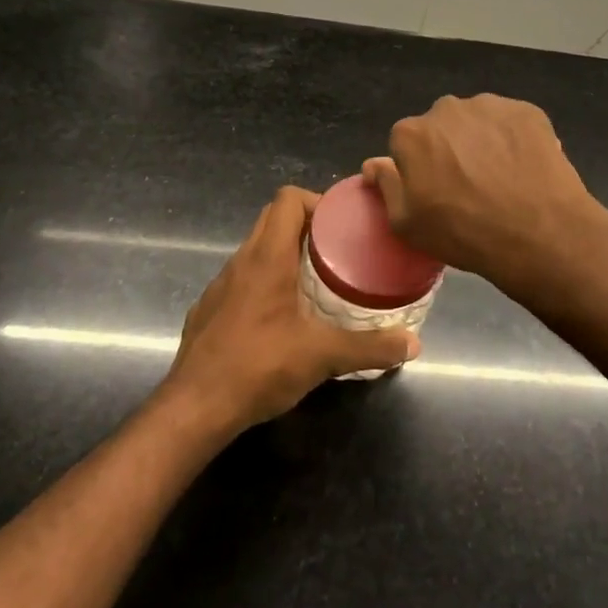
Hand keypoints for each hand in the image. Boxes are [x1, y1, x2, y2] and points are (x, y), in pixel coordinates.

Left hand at [163, 186, 420, 432]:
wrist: (194, 408)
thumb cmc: (259, 367)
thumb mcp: (323, 356)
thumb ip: (370, 347)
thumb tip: (413, 344)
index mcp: (267, 257)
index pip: (288, 199)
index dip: (317, 201)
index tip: (342, 224)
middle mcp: (240, 261)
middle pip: (272, 219)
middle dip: (306, 225)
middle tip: (338, 251)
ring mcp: (220, 286)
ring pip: (255, 250)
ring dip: (285, 254)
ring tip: (316, 281)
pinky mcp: (208, 310)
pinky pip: (242, 280)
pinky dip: (265, 282)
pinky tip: (282, 317)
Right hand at [363, 94, 603, 294]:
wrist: (539, 233)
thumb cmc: (463, 233)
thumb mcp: (407, 224)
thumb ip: (386, 186)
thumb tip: (373, 164)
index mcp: (412, 133)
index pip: (405, 144)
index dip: (419, 169)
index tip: (435, 193)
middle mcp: (447, 108)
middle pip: (441, 128)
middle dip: (449, 149)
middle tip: (469, 185)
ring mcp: (491, 105)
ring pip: (477, 122)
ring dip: (482, 141)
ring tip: (501, 178)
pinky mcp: (528, 111)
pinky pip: (511, 123)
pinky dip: (513, 140)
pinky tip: (524, 169)